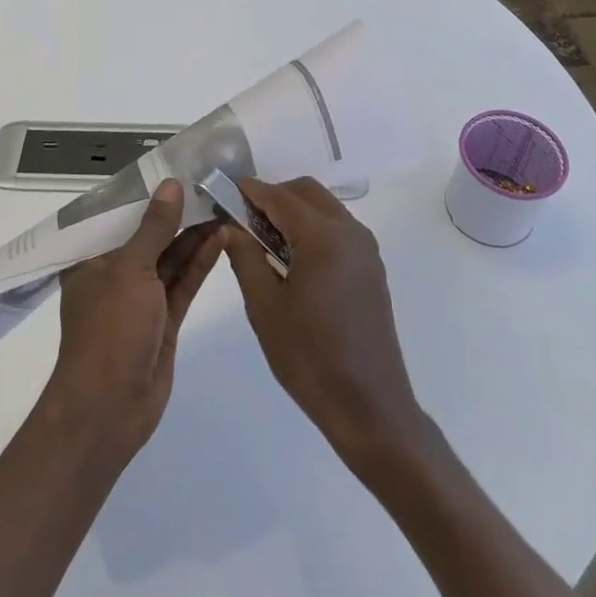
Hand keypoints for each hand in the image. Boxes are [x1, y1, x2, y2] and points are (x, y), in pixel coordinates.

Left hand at [43, 179, 222, 463]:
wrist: (110, 408)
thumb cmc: (109, 330)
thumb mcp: (129, 270)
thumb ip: (153, 227)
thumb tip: (172, 185)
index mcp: (92, 258)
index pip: (118, 216)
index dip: (147, 193)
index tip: (177, 168)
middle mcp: (115, 274)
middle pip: (149, 235)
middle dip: (177, 213)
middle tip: (210, 184)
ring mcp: (141, 299)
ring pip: (170, 258)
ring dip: (194, 235)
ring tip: (223, 204)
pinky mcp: (164, 320)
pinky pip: (183, 283)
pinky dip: (200, 262)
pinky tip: (222, 237)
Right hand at [223, 177, 432, 475]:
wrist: (368, 405)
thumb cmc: (309, 357)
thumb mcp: (265, 307)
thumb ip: (245, 258)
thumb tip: (230, 227)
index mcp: (322, 237)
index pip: (279, 197)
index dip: (250, 191)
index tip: (224, 192)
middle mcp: (350, 232)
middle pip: (306, 192)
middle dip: (274, 196)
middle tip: (243, 219)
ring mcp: (365, 249)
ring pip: (324, 207)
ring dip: (294, 211)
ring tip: (264, 240)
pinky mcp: (371, 267)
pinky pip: (338, 228)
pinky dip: (312, 227)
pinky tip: (292, 258)